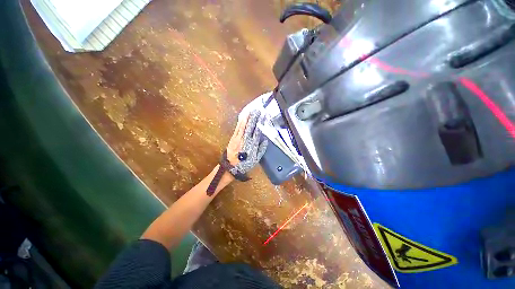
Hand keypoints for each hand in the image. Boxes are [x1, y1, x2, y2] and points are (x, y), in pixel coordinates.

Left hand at [226, 110, 267, 173]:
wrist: (230, 167)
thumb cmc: (244, 164)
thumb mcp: (256, 159)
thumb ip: (261, 150)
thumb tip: (265, 140)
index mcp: (252, 144)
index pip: (257, 131)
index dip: (260, 123)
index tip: (263, 116)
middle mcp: (245, 139)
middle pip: (250, 126)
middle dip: (254, 117)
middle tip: (257, 110)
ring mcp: (238, 138)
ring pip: (243, 126)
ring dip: (247, 117)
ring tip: (250, 111)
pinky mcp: (233, 138)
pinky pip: (237, 128)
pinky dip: (240, 122)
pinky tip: (242, 117)